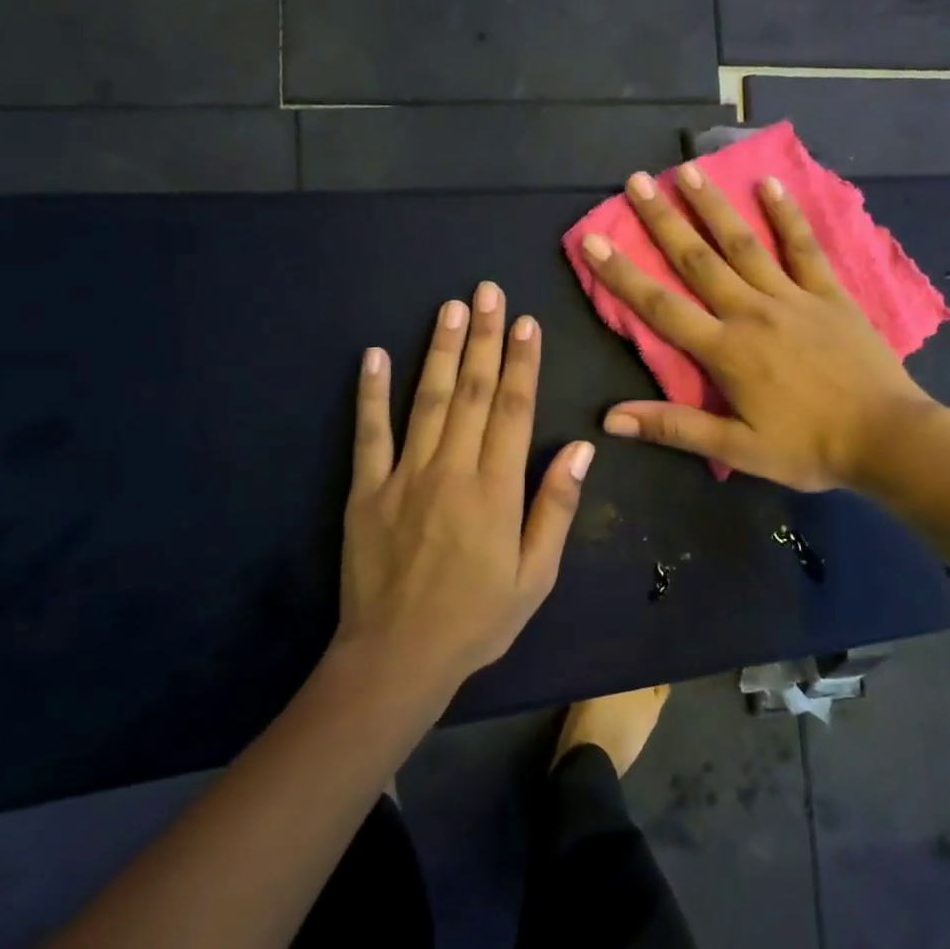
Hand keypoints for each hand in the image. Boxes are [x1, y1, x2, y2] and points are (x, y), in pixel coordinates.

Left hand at [337, 282, 594, 697]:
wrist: (397, 657)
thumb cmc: (477, 619)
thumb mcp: (536, 576)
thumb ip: (556, 507)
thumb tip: (583, 448)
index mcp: (496, 490)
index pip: (514, 410)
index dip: (522, 363)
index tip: (525, 322)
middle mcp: (452, 470)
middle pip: (472, 392)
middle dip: (482, 338)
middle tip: (486, 291)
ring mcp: (404, 477)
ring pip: (426, 401)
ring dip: (439, 350)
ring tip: (448, 307)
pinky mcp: (366, 491)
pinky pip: (369, 434)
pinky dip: (371, 394)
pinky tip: (375, 355)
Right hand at [579, 166, 933, 491]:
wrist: (887, 439)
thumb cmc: (808, 449)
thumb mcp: (737, 449)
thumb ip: (673, 428)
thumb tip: (610, 419)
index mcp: (725, 350)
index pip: (661, 306)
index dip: (622, 274)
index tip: (593, 239)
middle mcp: (752, 312)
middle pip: (698, 260)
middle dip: (663, 220)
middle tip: (636, 181)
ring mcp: (793, 297)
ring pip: (744, 243)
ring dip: (714, 206)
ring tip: (689, 170)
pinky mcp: (829, 293)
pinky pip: (804, 247)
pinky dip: (787, 215)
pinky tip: (771, 184)